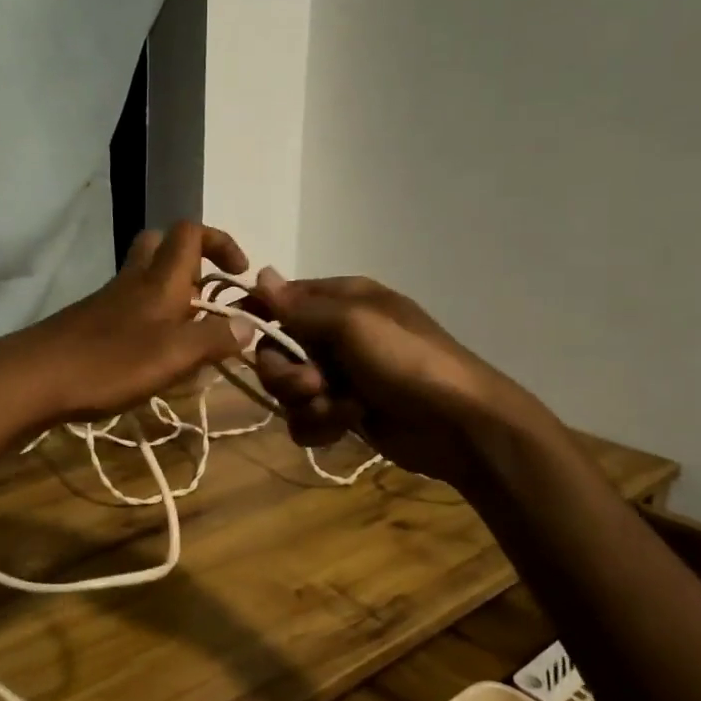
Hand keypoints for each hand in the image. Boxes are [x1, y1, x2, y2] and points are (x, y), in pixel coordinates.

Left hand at [0, 221, 249, 428]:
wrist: (33, 378)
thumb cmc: (108, 362)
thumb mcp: (172, 356)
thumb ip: (213, 339)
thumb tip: (249, 324)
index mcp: (158, 280)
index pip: (190, 233)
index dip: (220, 242)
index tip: (239, 274)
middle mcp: (133, 281)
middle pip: (160, 246)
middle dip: (191, 261)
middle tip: (207, 298)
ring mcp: (107, 302)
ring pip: (143, 278)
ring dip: (170, 295)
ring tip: (188, 337)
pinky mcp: (90, 324)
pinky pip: (128, 307)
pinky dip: (148, 320)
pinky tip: (152, 357)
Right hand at [249, 273, 541, 483]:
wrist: (459, 425)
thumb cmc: (407, 361)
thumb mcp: (353, 324)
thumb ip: (300, 307)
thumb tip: (259, 273)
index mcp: (341, 301)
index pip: (282, 299)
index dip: (260, 316)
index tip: (241, 333)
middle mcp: (334, 334)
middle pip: (276, 351)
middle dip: (286, 373)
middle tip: (314, 385)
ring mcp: (338, 376)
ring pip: (287, 389)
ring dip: (306, 403)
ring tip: (340, 410)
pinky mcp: (342, 413)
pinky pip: (304, 418)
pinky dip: (320, 425)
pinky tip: (345, 427)